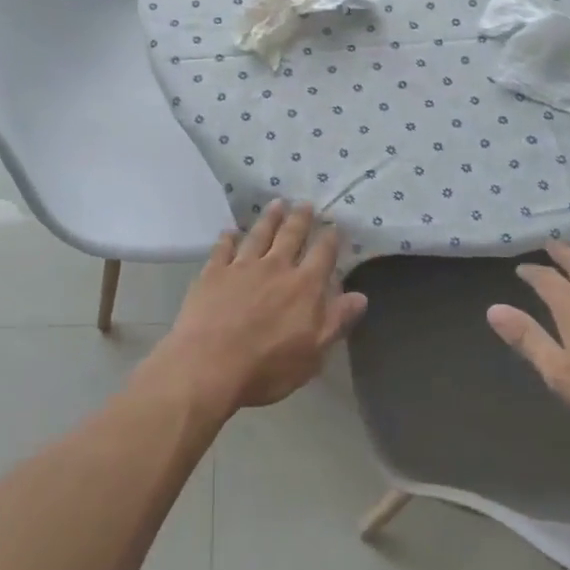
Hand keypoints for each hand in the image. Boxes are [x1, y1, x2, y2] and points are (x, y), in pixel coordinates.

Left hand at [153, 201, 367, 414]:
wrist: (209, 365)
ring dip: (269, 218)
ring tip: (277, 203)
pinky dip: (228, 238)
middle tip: (305, 203)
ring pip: (259, 234)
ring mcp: (242, 267)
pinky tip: (230, 231)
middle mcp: (275, 267)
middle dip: (300, 218)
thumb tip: (360, 296)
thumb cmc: (267, 367)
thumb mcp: (313, 353)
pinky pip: (223, 248)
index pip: (322, 255)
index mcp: (304, 287)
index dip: (330, 239)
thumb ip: (336, 321)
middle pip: (291, 235)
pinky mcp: (213, 272)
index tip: (334, 226)